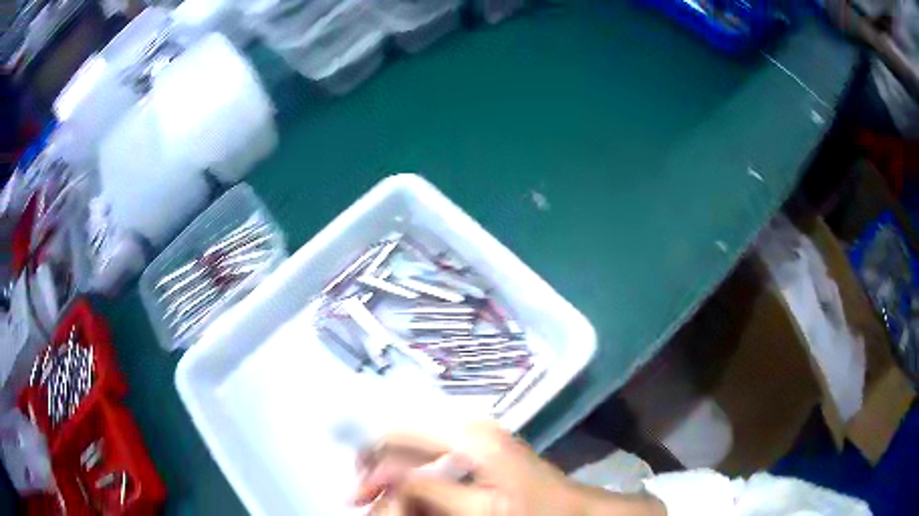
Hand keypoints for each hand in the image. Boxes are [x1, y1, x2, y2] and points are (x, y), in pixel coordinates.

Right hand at [354, 421, 665, 515]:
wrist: (574, 510)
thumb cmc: (533, 512)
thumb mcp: (481, 510)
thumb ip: (429, 490)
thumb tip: (382, 474)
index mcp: (468, 436)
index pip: (398, 436)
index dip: (371, 464)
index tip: (358, 496)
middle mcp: (467, 425)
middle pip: (403, 437)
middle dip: (378, 468)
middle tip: (363, 499)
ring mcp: (473, 434)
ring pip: (415, 447)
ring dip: (394, 474)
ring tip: (382, 499)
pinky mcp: (477, 447)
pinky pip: (432, 454)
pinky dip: (415, 475)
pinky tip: (411, 494)